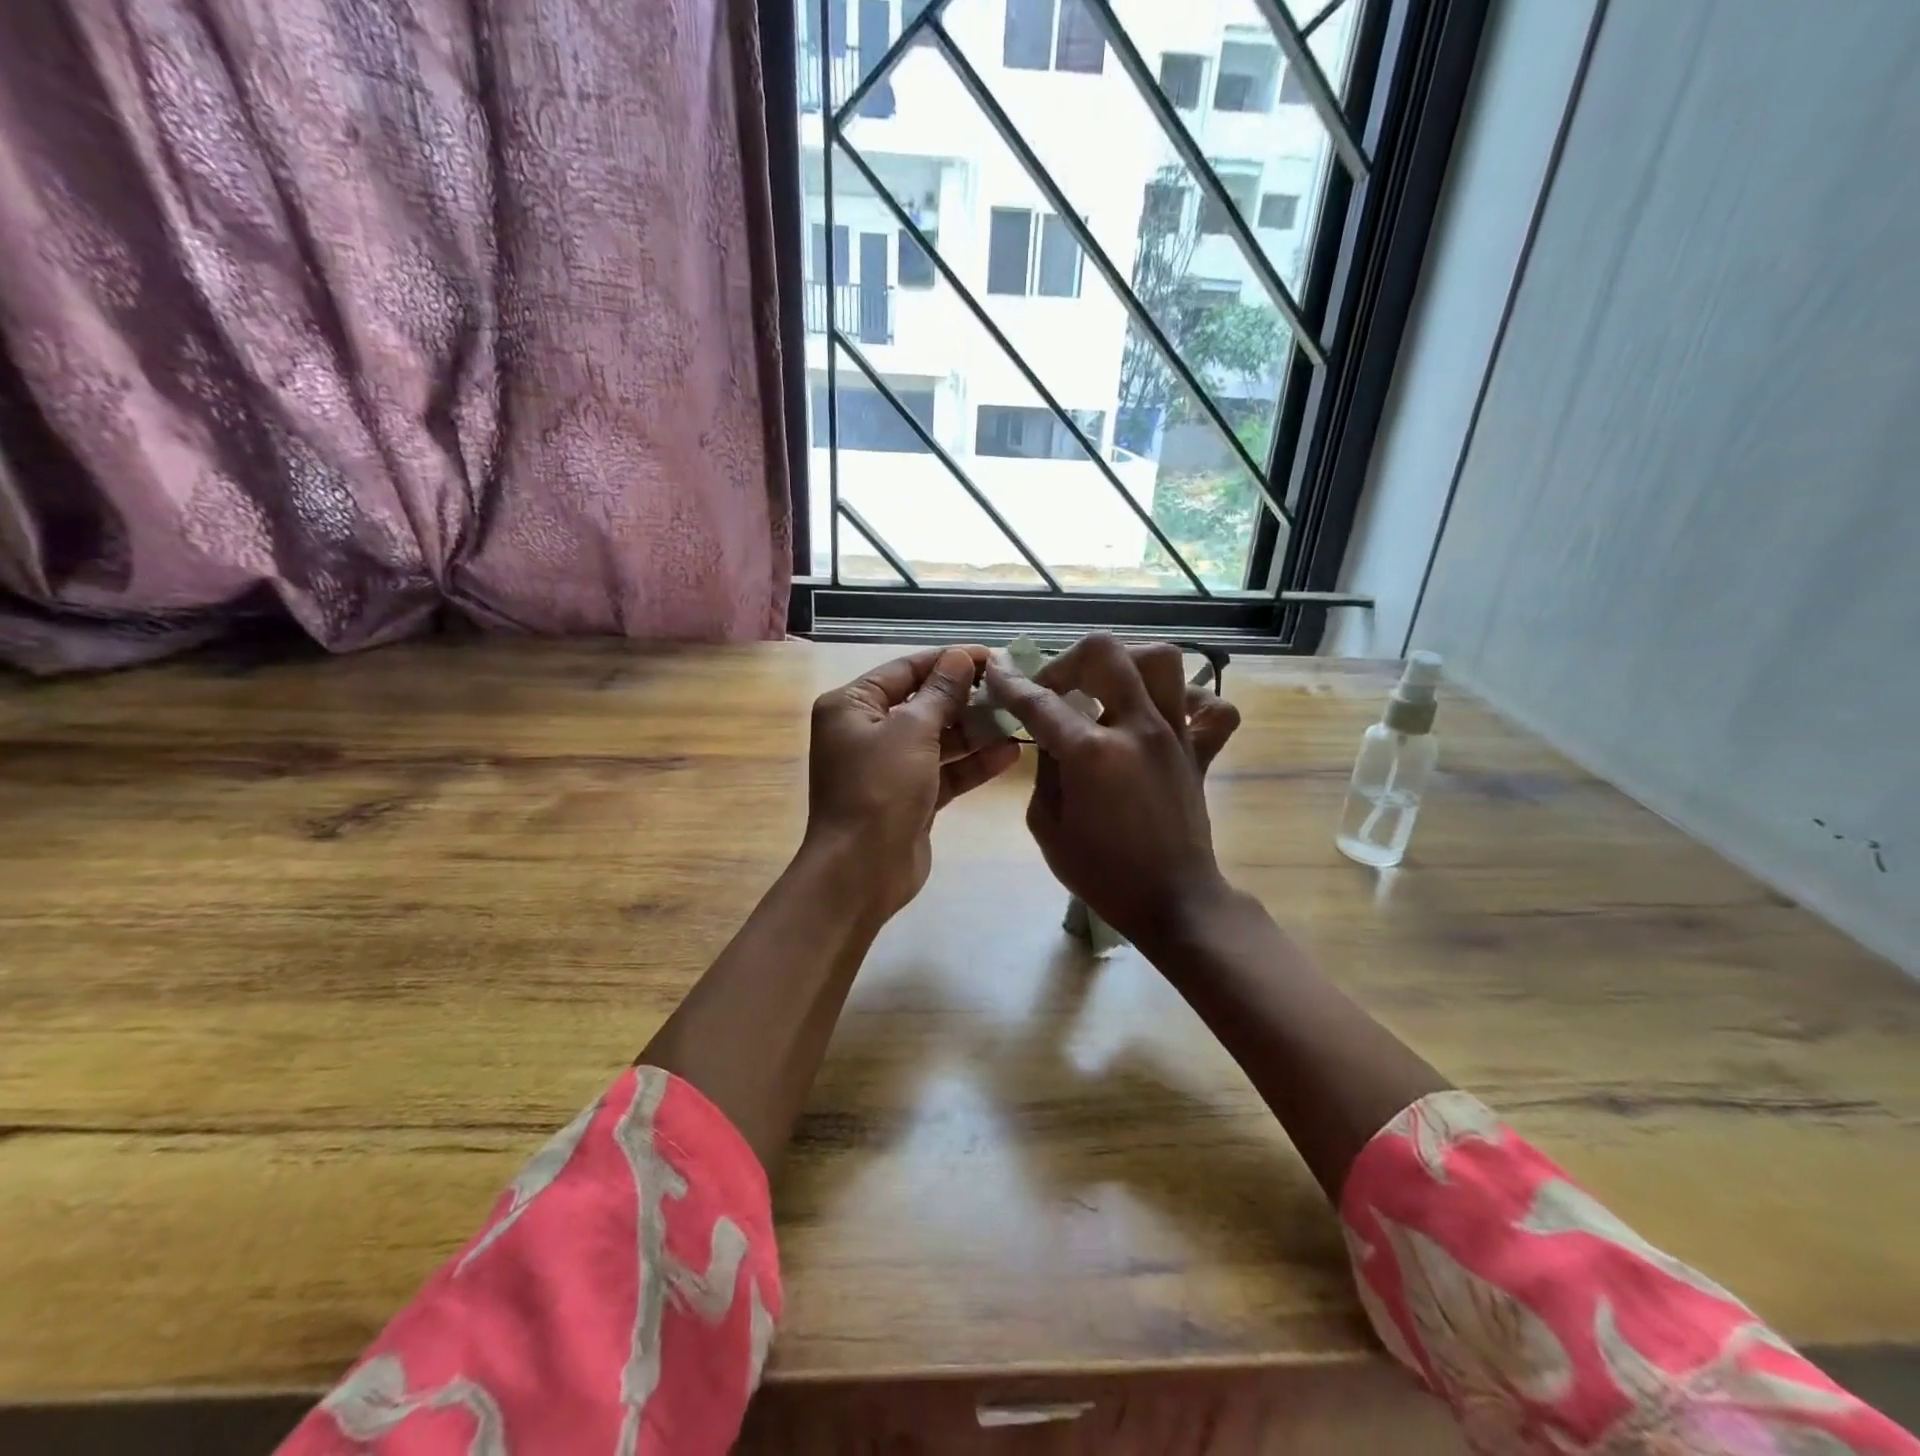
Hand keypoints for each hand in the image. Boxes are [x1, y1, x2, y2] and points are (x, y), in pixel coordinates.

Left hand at [805, 645, 1021, 919]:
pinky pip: (944, 771)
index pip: (905, 670)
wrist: (862, 871)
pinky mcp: (910, 797)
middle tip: (1011, 688)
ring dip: (975, 731)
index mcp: (852, 706)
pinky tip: (1010, 753)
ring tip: (1017, 717)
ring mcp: (889, 767)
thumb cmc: (879, 789)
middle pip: (923, 703)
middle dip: (965, 697)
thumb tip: (960, 657)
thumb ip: (940, 693)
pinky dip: (972, 764)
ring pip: (938, 739)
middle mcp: (866, 732)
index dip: (948, 661)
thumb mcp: (911, 732)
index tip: (991, 656)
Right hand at [985, 633, 1241, 951]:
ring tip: (1107, 687)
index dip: (1011, 683)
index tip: (997, 672)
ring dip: (1126, 664)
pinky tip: (1165, 713)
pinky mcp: (1200, 752)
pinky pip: (1212, 708)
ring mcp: (1175, 736)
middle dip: (1068, 660)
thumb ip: (1045, 770)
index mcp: (1091, 753)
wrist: (1172, 902)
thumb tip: (1052, 736)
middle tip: (1056, 687)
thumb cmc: (1101, 872)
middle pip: (1105, 654)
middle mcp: (1137, 729)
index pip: (1041, 701)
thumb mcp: (1047, 825)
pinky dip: (1190, 700)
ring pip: (1162, 662)